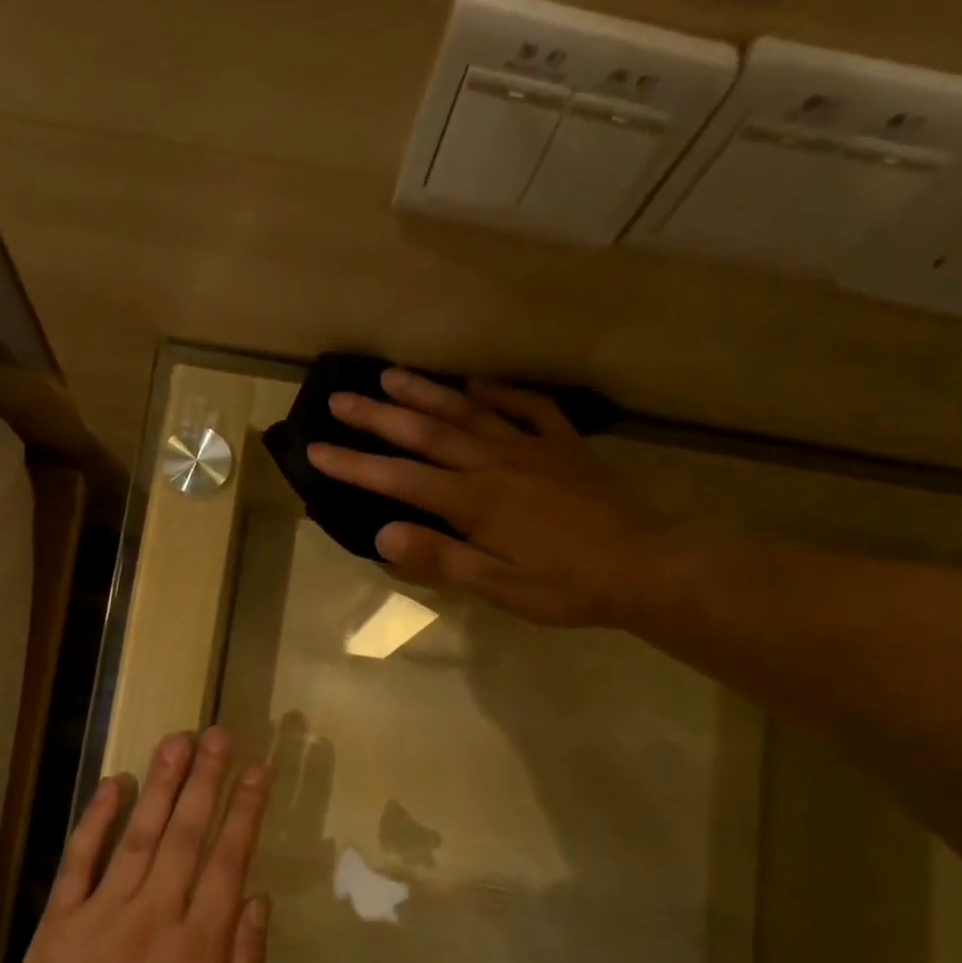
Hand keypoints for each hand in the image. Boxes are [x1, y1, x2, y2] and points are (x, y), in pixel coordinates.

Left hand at [0, 727, 269, 962]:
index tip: (256, 770)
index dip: (245, 810)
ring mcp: (106, 910)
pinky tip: (113, 783)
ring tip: (177, 740)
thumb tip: (258, 900)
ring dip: (161, 784)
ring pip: (140, 835)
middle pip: (186, 833)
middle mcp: (157, 912)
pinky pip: (81, 859)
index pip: (229, 859)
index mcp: (201, 941)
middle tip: (217, 734)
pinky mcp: (62, 917)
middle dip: (205, 780)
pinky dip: (96, 820)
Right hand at [306, 369, 665, 627]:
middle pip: (427, 433)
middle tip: (340, 397)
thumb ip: (441, 559)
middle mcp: (496, 462)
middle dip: (378, 416)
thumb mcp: (499, 588)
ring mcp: (532, 448)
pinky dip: (500, 391)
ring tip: (391, 375)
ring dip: (427, 393)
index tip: (316, 449)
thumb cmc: (567, 587)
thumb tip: (382, 534)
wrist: (645, 567)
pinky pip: (528, 407)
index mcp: (475, 502)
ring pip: (470, 411)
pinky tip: (478, 382)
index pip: (400, 479)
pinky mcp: (564, 446)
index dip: (355, 464)